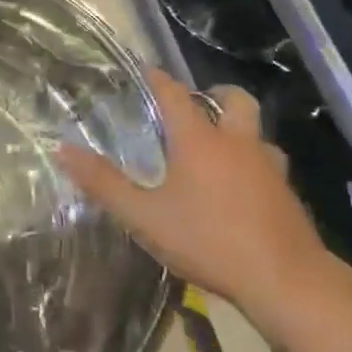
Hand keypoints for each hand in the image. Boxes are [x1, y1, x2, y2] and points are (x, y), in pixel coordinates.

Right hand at [58, 68, 334, 336]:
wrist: (287, 281)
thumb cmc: (210, 241)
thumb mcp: (146, 217)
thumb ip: (104, 184)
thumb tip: (63, 149)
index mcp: (200, 140)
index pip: (174, 94)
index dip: (158, 78)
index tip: (145, 69)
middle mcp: (237, 143)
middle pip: (234, 100)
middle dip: (215, 94)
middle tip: (196, 106)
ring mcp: (269, 167)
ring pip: (257, 133)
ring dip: (239, 131)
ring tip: (219, 150)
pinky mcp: (288, 195)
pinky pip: (270, 165)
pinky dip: (254, 165)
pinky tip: (242, 190)